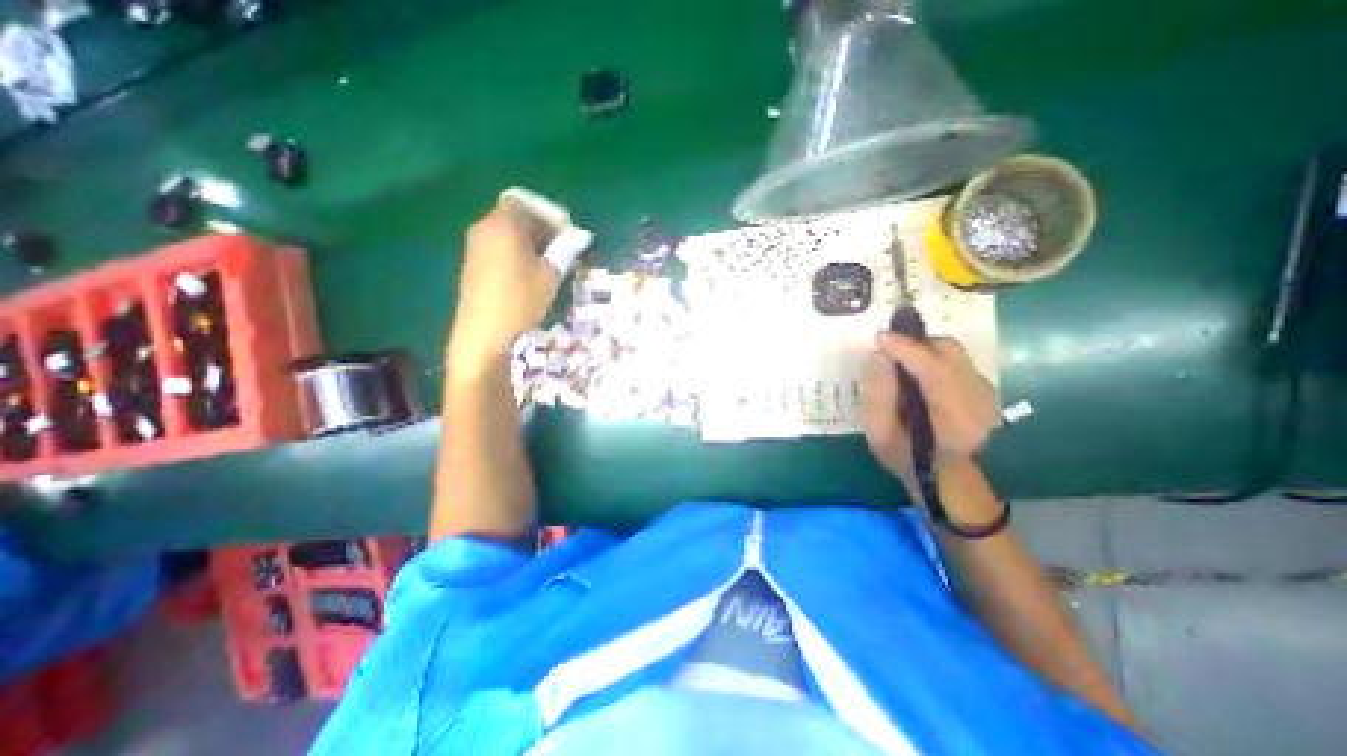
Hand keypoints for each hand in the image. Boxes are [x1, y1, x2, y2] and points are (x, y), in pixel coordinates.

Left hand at [450, 203, 559, 373]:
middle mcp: (484, 228)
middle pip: (515, 214)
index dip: (549, 212)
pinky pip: (498, 245)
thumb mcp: (550, 275)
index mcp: (503, 225)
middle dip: (542, 226)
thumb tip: (581, 235)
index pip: (525, 201)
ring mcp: (475, 246)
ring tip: (552, 261)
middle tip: (565, 246)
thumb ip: (566, 249)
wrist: (484, 334)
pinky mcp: (473, 264)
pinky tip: (531, 272)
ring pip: (507, 231)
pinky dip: (517, 250)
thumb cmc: (521, 301)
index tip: (568, 232)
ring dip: (531, 240)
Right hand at [862, 330, 997, 476]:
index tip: (880, 337)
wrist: (946, 479)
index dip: (905, 348)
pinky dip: (936, 358)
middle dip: (916, 342)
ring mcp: (987, 395)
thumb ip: (877, 394)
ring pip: (955, 353)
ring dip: (925, 349)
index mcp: (951, 418)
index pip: (932, 369)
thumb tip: (878, 356)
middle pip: (949, 352)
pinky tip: (920, 372)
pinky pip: (959, 361)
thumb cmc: (906, 458)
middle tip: (889, 348)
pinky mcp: (987, 391)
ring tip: (901, 358)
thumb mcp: (879, 433)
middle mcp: (977, 401)